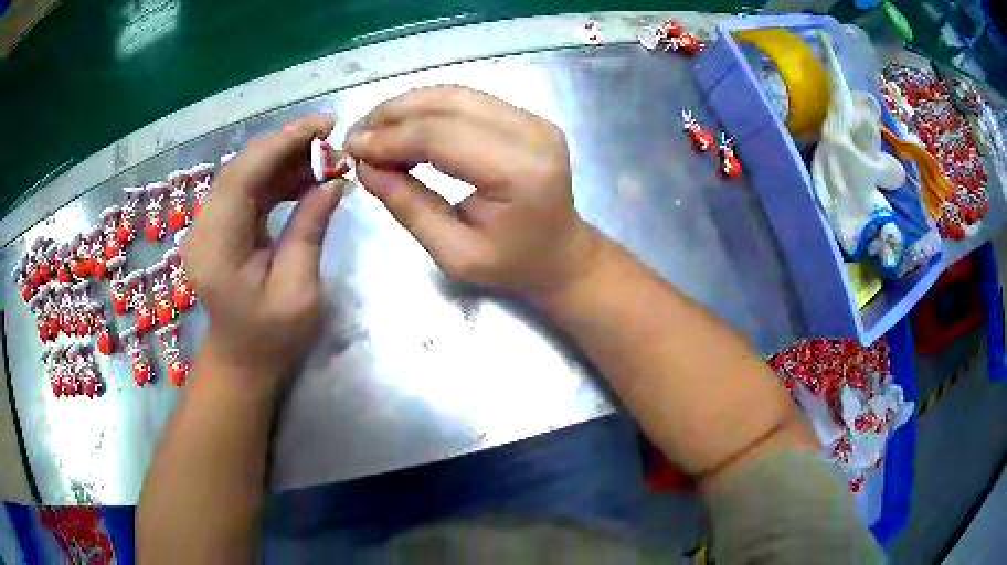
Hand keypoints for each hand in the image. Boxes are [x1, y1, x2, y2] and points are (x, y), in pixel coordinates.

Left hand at [183, 116, 347, 390]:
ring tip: (325, 154)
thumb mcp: (298, 290)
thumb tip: (334, 180)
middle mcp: (204, 230)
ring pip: (245, 173)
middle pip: (240, 168)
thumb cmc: (271, 338)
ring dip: (283, 158)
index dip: (280, 144)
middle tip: (330, 135)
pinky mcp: (220, 225)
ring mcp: (209, 226)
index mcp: (215, 250)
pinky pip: (247, 189)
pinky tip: (306, 174)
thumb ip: (310, 230)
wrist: (241, 359)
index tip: (322, 127)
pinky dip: (276, 176)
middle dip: (285, 144)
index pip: (240, 179)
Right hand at [344, 86, 597, 298]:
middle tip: (357, 135)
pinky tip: (403, 125)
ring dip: (407, 106)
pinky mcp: (527, 117)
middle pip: (448, 104)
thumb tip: (365, 167)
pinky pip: (468, 100)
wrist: (561, 254)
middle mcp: (532, 134)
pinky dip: (428, 108)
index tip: (352, 148)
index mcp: (520, 172)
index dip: (390, 138)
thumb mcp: (454, 253)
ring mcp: (533, 120)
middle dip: (393, 115)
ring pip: (456, 94)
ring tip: (373, 128)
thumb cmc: (512, 264)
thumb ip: (408, 206)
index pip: (441, 137)